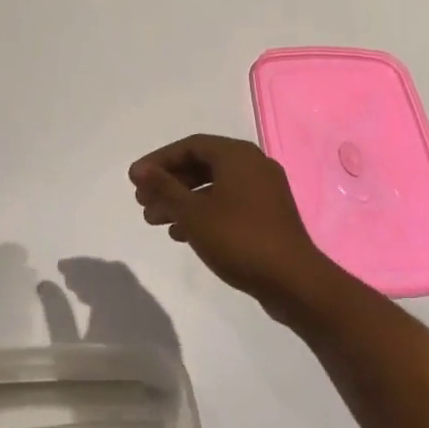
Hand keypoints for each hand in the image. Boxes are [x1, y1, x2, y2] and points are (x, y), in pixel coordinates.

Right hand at [129, 134, 336, 319]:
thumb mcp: (193, 213)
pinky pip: (228, 203)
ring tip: (154, 221)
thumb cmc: (238, 238)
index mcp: (237, 155)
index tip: (135, 180)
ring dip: (182, 201)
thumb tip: (140, 169)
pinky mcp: (268, 215)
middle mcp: (253, 165)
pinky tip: (182, 234)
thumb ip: (164, 187)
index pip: (190, 146)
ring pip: (213, 187)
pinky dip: (203, 212)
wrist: (294, 282)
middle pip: (201, 165)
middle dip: (169, 183)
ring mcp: (264, 191)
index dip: (159, 161)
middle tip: (142, 202)